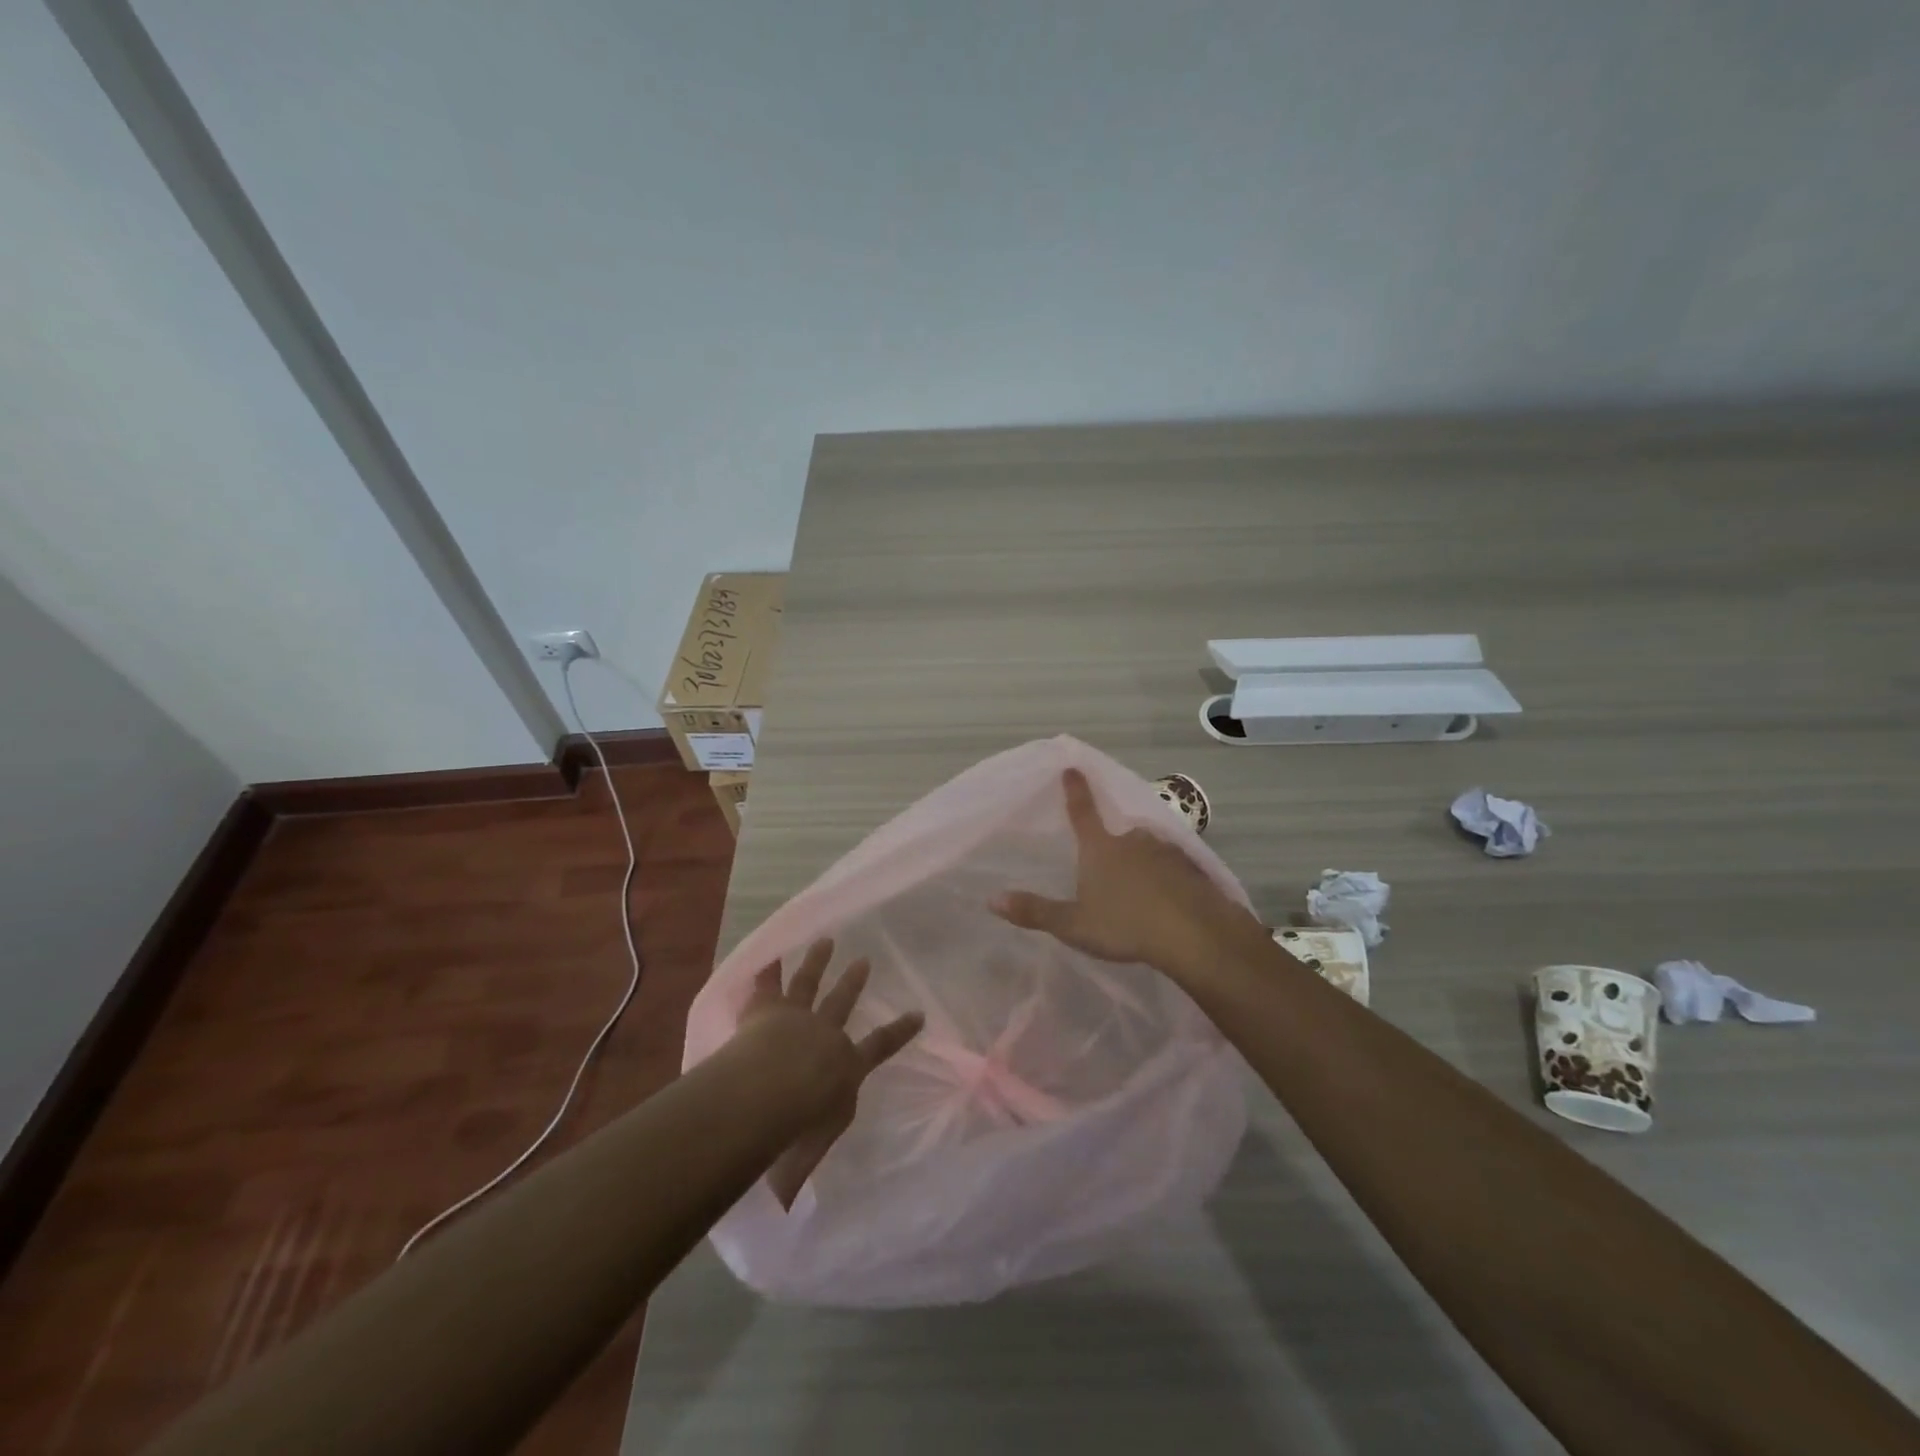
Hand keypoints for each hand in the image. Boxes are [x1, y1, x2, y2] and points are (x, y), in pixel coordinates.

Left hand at [735, 938, 923, 1208]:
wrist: (768, 1094)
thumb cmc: (793, 1134)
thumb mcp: (802, 1162)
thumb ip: (795, 1180)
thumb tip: (786, 1213)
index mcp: (845, 1069)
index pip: (878, 1048)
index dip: (899, 1032)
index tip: (917, 1014)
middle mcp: (825, 1035)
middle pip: (842, 1004)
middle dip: (852, 983)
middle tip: (863, 961)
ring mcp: (796, 1017)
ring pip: (809, 984)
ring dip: (817, 962)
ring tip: (825, 941)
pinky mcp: (765, 1010)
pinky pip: (767, 983)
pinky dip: (768, 967)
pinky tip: (768, 950)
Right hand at [991, 768, 1262, 979]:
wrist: (1193, 933)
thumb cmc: (1125, 925)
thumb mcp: (1073, 924)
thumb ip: (1035, 911)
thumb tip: (992, 899)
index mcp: (1100, 848)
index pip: (1082, 812)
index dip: (1075, 790)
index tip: (1072, 767)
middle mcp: (1133, 840)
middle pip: (1119, 833)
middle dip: (1114, 844)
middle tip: (1111, 867)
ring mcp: (1167, 851)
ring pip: (1149, 849)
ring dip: (1143, 861)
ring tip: (1141, 888)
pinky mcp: (1192, 868)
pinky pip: (1174, 867)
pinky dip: (1168, 876)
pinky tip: (1170, 898)